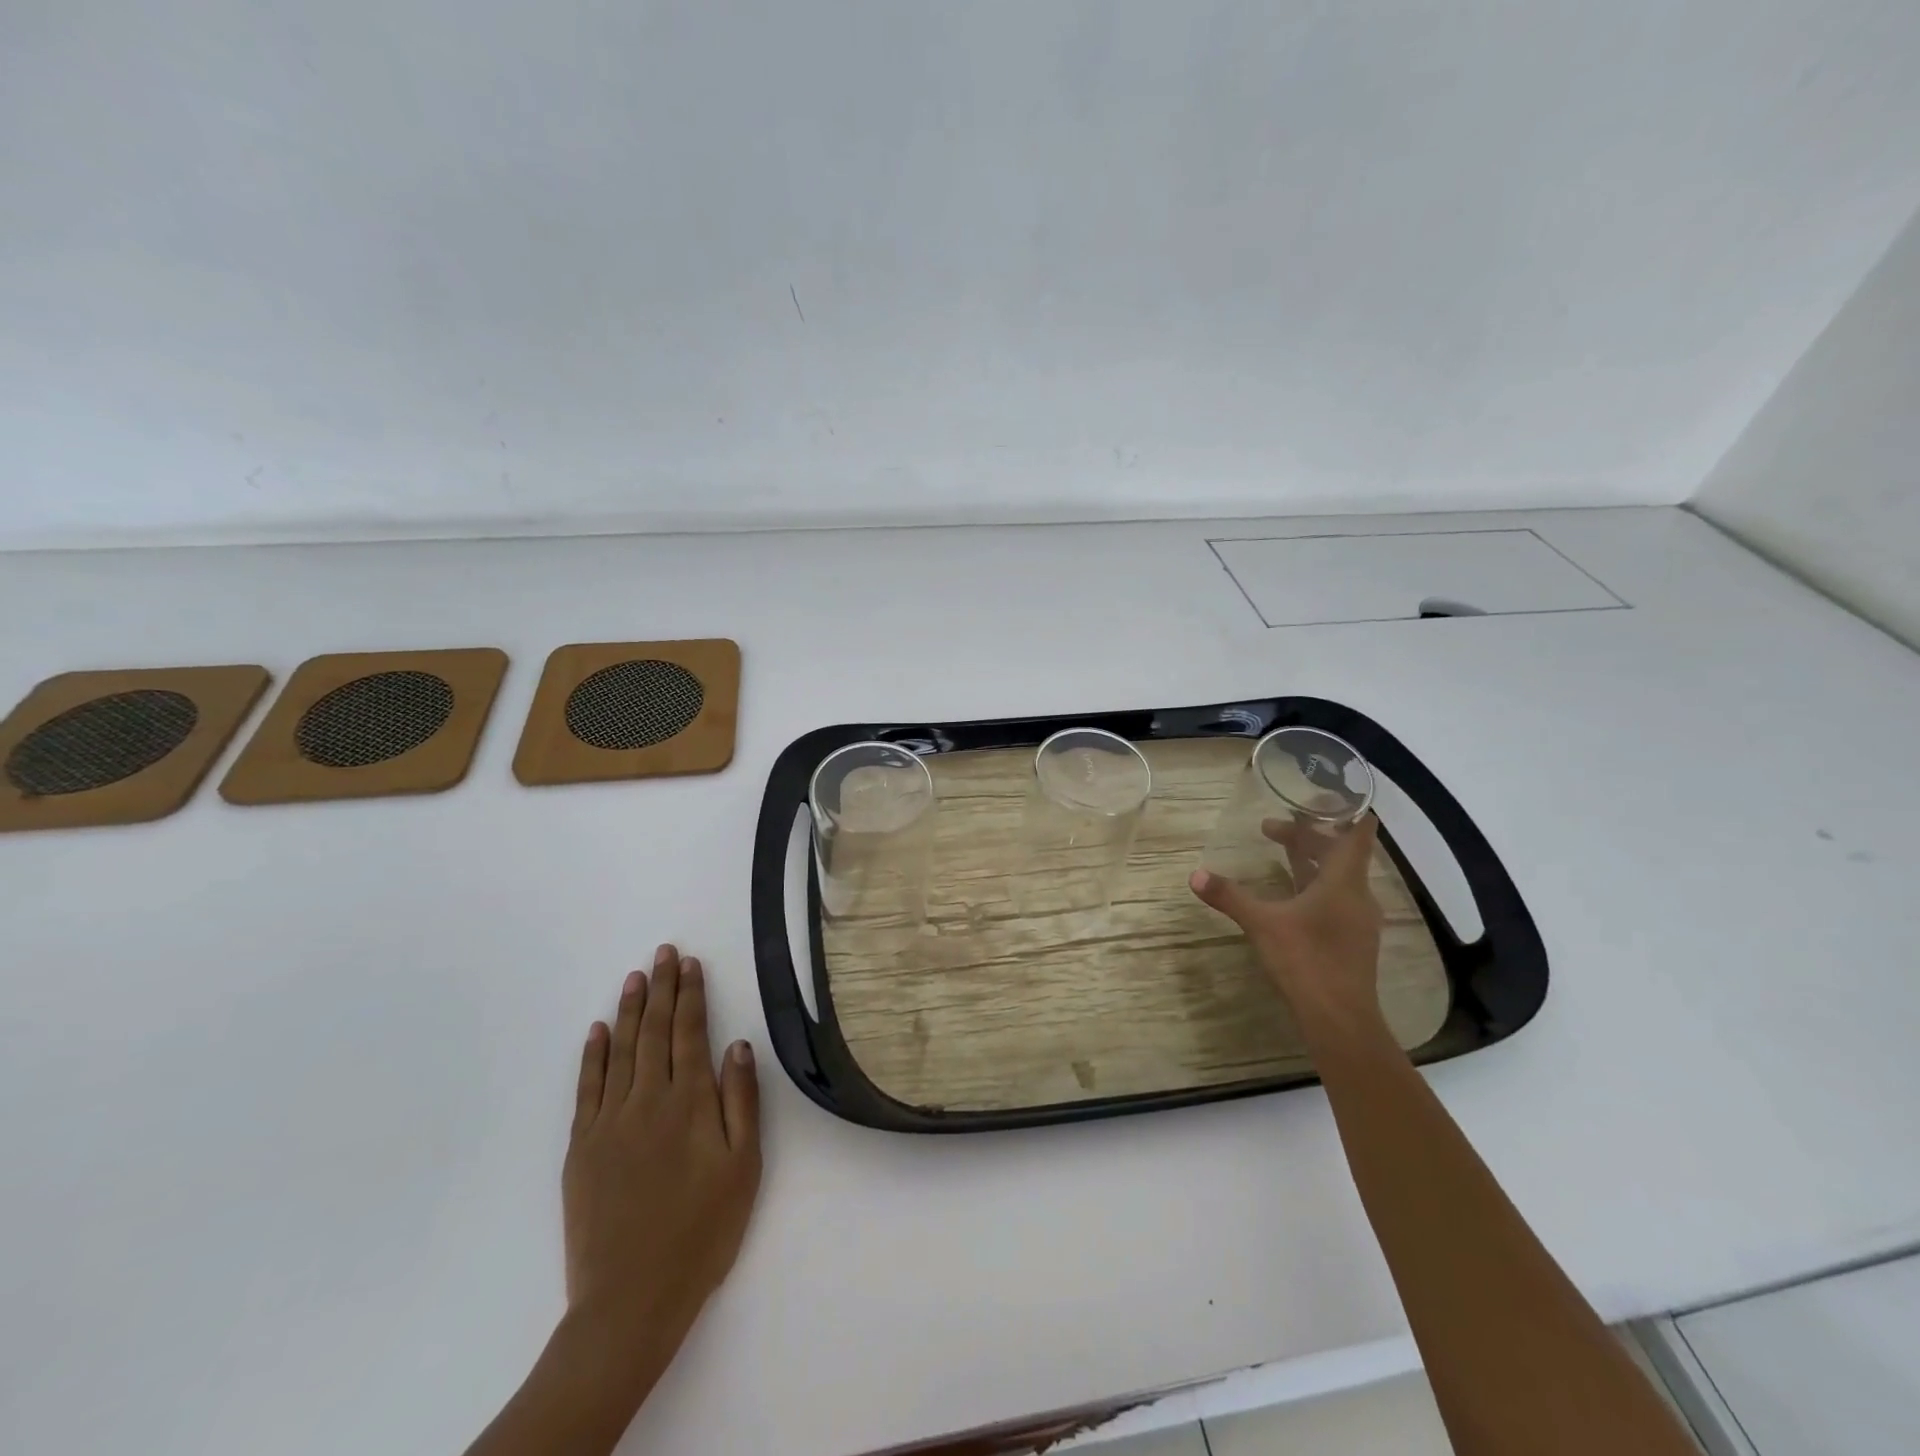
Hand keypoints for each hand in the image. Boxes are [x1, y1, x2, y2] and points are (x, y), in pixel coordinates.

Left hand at [562, 945, 761, 1369]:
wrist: (631, 1299)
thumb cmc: (701, 1232)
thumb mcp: (743, 1167)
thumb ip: (742, 1101)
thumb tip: (738, 1045)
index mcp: (690, 1102)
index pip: (689, 1033)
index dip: (690, 995)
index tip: (690, 964)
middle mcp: (647, 1099)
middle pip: (654, 1031)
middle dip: (661, 988)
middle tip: (663, 953)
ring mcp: (609, 1122)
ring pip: (620, 1050)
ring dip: (628, 1010)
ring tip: (635, 977)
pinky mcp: (580, 1147)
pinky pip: (587, 1088)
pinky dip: (592, 1055)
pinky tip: (597, 1031)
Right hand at [1189, 813, 1385, 1037]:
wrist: (1341, 1020)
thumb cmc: (1306, 961)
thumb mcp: (1262, 924)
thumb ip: (1230, 896)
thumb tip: (1195, 875)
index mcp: (1343, 882)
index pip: (1358, 835)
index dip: (1348, 813)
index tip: (1327, 797)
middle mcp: (1357, 895)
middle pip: (1339, 854)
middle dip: (1307, 837)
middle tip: (1271, 828)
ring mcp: (1358, 920)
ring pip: (1338, 877)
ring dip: (1311, 861)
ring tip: (1280, 851)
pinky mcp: (1352, 940)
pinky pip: (1336, 898)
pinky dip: (1315, 885)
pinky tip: (1292, 894)